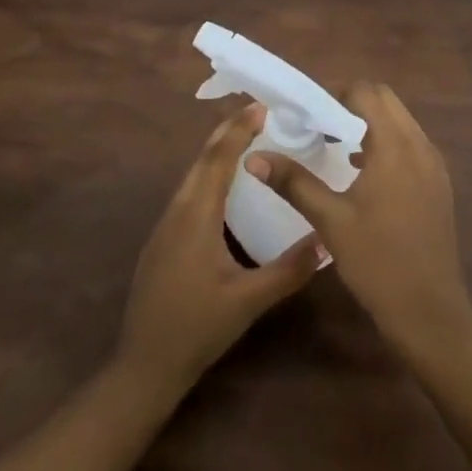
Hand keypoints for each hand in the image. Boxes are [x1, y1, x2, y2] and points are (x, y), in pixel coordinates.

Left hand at [118, 104, 324, 395]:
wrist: (144, 363)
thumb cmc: (197, 328)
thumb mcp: (248, 301)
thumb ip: (288, 270)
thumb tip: (327, 240)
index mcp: (196, 217)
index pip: (218, 160)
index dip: (238, 130)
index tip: (260, 107)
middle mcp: (177, 211)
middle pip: (201, 160)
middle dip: (227, 133)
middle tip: (258, 115)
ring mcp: (165, 225)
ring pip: (192, 176)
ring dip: (216, 154)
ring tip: (245, 142)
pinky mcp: (162, 240)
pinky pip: (188, 193)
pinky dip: (208, 176)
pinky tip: (224, 189)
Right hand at [245, 82, 471, 365]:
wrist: (430, 313)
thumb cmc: (377, 262)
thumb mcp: (330, 220)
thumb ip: (294, 182)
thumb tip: (254, 157)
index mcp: (396, 146)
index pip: (367, 92)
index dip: (335, 93)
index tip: (307, 112)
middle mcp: (421, 146)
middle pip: (386, 101)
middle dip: (351, 104)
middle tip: (318, 125)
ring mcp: (435, 166)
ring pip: (401, 123)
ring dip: (370, 124)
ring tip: (335, 145)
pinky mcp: (439, 185)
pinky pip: (411, 146)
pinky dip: (386, 144)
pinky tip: (362, 172)